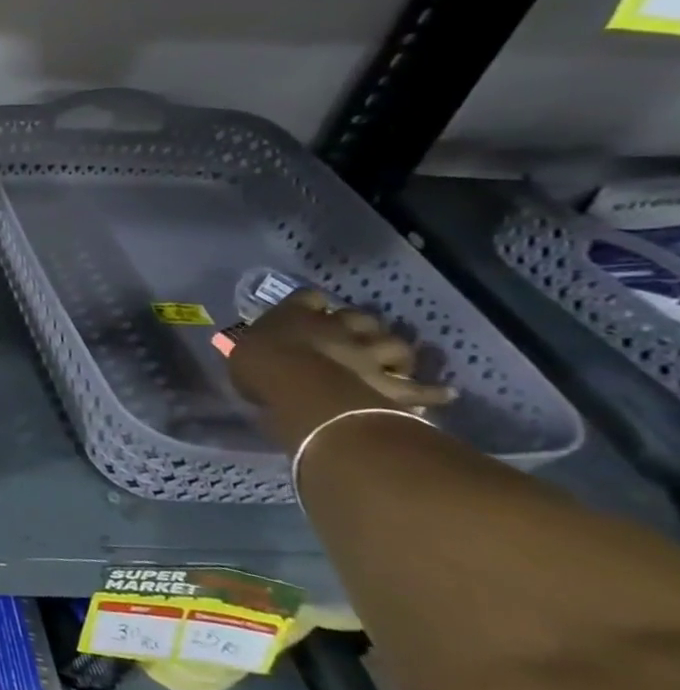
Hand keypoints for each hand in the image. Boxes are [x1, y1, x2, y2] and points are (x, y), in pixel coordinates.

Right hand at [230, 290, 453, 447]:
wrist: (301, 387)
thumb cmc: (260, 367)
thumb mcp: (242, 355)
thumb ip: (257, 350)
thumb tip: (259, 353)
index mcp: (296, 316)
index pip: (307, 297)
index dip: (311, 303)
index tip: (309, 310)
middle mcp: (337, 327)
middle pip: (359, 317)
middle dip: (362, 326)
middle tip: (359, 338)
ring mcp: (367, 354)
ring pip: (393, 344)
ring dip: (397, 352)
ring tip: (398, 361)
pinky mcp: (389, 383)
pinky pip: (417, 387)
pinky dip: (433, 390)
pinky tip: (446, 392)